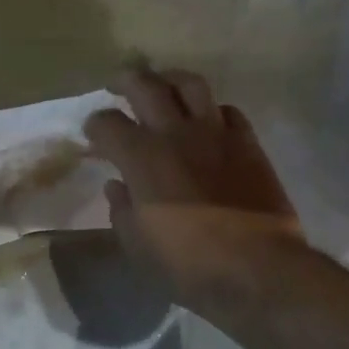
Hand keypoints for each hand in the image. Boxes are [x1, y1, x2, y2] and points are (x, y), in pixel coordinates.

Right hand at [85, 67, 301, 305]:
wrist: (256, 268)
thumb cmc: (186, 263)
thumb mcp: (137, 244)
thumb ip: (122, 209)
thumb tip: (118, 186)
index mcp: (140, 157)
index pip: (107, 123)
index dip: (95, 125)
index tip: (93, 134)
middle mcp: (175, 133)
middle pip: (145, 85)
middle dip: (125, 80)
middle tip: (117, 85)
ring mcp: (216, 133)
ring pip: (190, 84)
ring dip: (170, 79)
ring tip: (163, 86)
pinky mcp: (248, 143)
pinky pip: (227, 110)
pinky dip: (211, 110)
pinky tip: (206, 122)